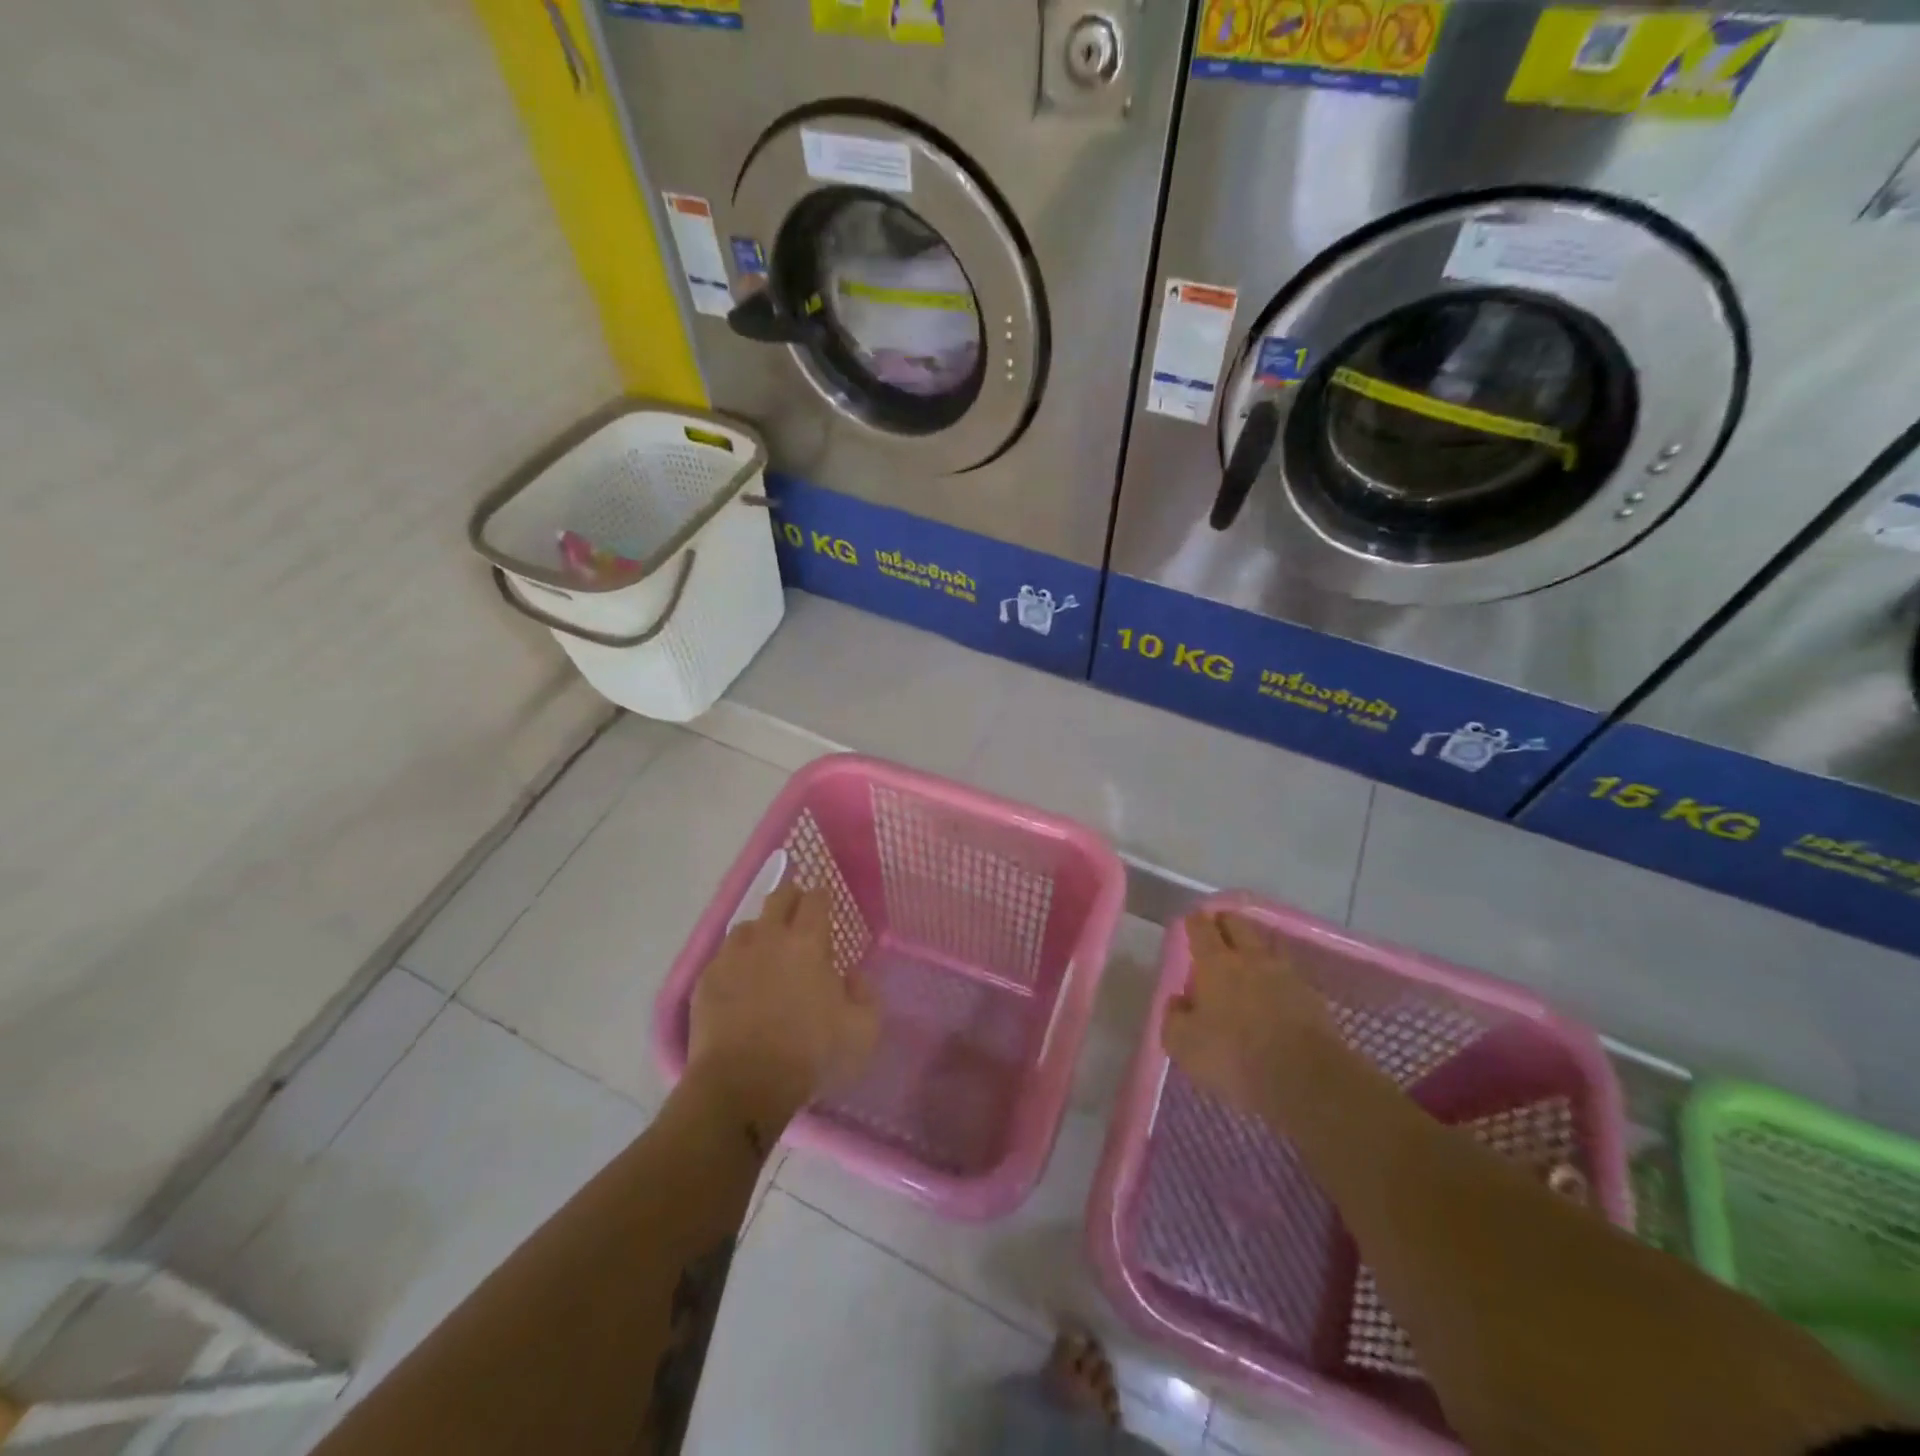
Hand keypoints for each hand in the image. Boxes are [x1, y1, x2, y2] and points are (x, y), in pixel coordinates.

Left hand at [687, 884, 879, 1131]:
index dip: (822, 897)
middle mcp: (768, 937)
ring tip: (767, 950)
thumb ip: (866, 995)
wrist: (741, 1085)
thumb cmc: (809, 1055)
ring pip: (747, 925)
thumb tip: (853, 976)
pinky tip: (740, 981)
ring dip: (761, 931)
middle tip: (798, 914)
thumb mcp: (862, 1032)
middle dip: (791, 898)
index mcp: (808, 942)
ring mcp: (732, 956)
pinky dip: (735, 961)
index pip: (816, 899)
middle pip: (779, 897)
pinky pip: (724, 956)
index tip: (826, 905)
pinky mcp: (706, 979)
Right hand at [1162, 911, 1340, 1118]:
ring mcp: (1285, 975)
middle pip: (1238, 925)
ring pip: (1266, 945)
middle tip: (1217, 926)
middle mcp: (1250, 959)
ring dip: (1254, 945)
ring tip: (1247, 955)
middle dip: (1225, 921)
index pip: (1201, 928)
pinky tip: (1273, 988)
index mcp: (1215, 963)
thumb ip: (1174, 1017)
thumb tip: (1179, 1001)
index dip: (1194, 922)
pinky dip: (1276, 975)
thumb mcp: (1183, 1044)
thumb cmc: (1233, 1057)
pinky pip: (1288, 973)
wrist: (1305, 1080)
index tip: (1191, 921)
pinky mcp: (1311, 996)